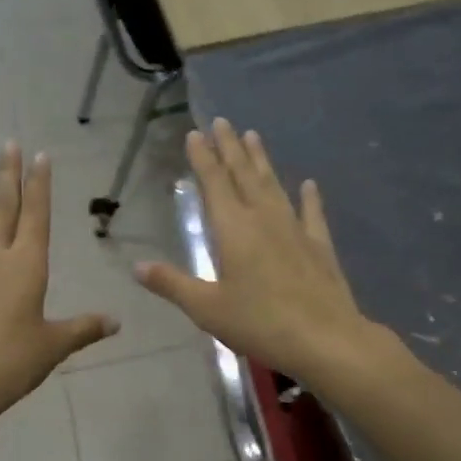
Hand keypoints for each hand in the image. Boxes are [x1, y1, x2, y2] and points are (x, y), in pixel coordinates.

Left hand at [0, 142, 117, 426]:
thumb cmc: (13, 362)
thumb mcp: (55, 346)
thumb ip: (85, 328)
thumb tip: (117, 322)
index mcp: (28, 267)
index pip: (36, 216)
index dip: (39, 185)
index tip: (39, 155)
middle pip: (4, 208)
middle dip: (8, 175)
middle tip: (8, 143)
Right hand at [134, 120, 379, 386]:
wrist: (324, 339)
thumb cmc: (259, 323)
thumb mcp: (207, 308)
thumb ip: (172, 284)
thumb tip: (137, 266)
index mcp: (233, 229)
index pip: (214, 183)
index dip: (203, 158)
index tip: (196, 133)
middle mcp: (264, 219)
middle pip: (244, 175)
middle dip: (231, 148)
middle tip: (223, 122)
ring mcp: (295, 230)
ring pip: (274, 186)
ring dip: (262, 161)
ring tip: (254, 137)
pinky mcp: (319, 246)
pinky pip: (312, 214)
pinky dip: (309, 197)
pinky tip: (309, 184)